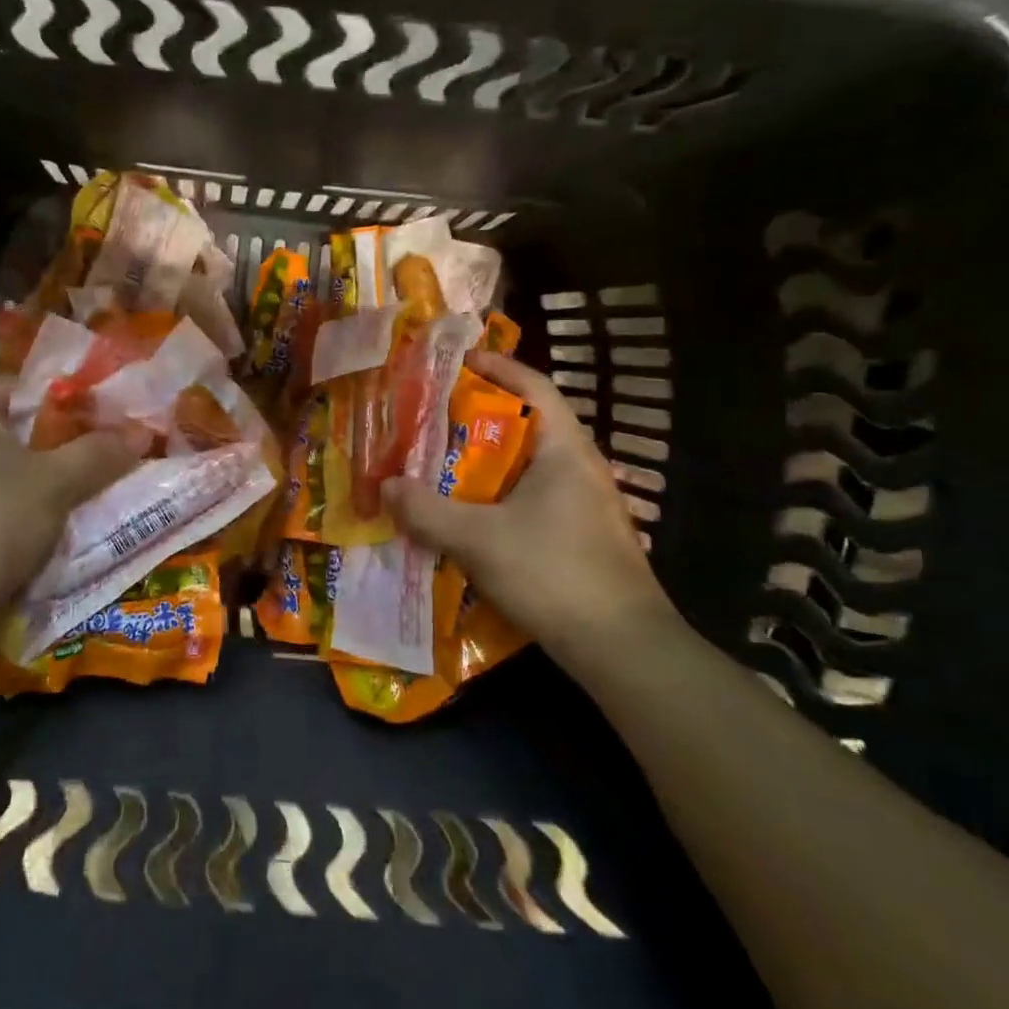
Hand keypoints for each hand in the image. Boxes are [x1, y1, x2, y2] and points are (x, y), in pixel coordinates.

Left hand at [0, 381, 139, 621]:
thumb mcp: (58, 484)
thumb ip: (99, 453)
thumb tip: (141, 432)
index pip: (14, 386)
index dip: (58, 402)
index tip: (90, 423)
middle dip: (38, 441)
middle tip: (77, 459)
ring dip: (13, 473)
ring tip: (52, 493)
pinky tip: (12, 524)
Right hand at [383, 352, 680, 666]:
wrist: (622, 647)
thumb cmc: (553, 573)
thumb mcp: (477, 539)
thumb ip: (426, 511)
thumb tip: (385, 486)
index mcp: (564, 449)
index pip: (533, 386)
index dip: (497, 367)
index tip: (458, 360)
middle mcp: (580, 467)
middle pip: (527, 424)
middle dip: (479, 418)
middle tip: (433, 418)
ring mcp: (585, 504)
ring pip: (528, 466)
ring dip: (486, 462)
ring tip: (442, 466)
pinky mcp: (581, 536)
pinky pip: (532, 498)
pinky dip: (499, 496)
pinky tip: (471, 518)